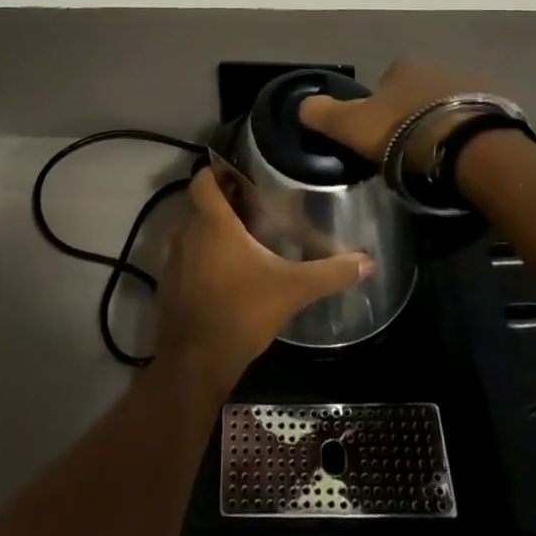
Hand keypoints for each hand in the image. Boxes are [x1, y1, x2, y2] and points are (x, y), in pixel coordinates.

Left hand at [154, 168, 372, 398]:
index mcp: (211, 222)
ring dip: (211, 233)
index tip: (241, 175)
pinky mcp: (167, 286)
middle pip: (200, 205)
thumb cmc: (240, 312)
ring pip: (190, 232)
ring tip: (243, 240)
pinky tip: (226, 275)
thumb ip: (329, 273)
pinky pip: (184, 259)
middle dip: (223, 204)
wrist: (194, 364)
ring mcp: (172, 260)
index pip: (203, 179)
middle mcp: (185, 233)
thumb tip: (367, 261)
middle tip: (254, 208)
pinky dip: (200, 259)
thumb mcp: (292, 290)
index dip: (218, 172)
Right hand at [297, 60, 483, 163]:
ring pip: (446, 102)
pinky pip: (473, 118)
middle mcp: (436, 66)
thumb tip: (301, 105)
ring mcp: (471, 83)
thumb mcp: (351, 126)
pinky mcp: (497, 107)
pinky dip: (465, 131)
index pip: (384, 82)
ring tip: (436, 153)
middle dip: (412, 112)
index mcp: (401, 67)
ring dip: (439, 120)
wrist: (468, 148)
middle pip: (417, 90)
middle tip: (407, 147)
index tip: (380, 133)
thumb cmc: (403, 134)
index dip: (379, 107)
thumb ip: (323, 114)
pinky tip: (460, 154)